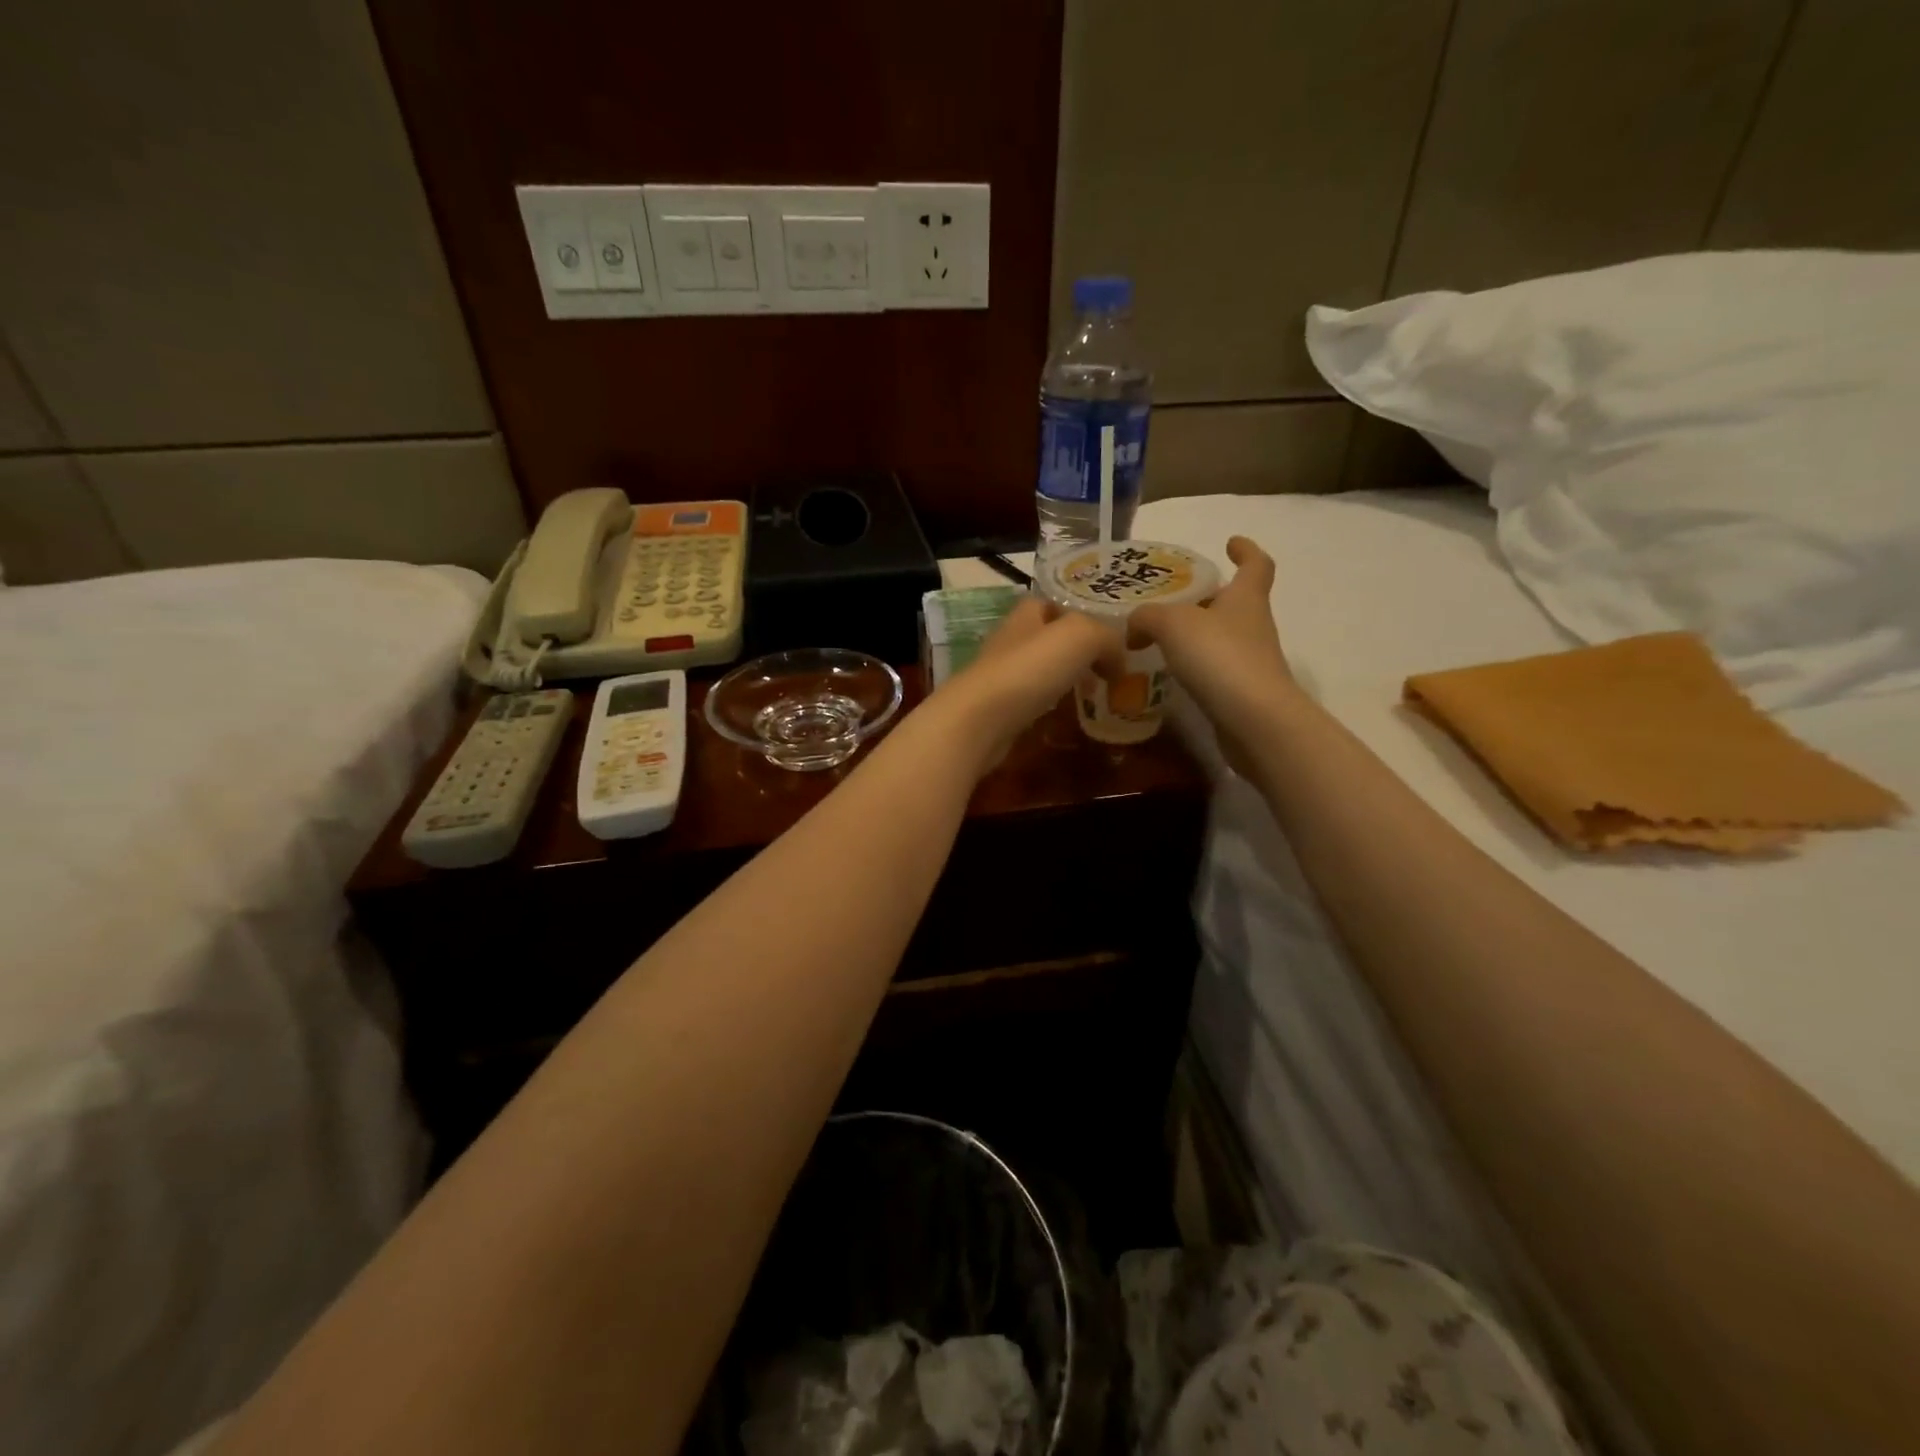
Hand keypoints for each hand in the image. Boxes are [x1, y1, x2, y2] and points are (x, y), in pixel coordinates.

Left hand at [932, 595, 1122, 769]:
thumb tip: (1119, 660)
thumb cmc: (1029, 669)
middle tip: (1108, 669)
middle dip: (1076, 650)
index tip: (1107, 634)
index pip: (1051, 603)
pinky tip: (1066, 714)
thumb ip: (1106, 638)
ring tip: (1094, 693)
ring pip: (1039, 669)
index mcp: (1026, 614)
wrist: (979, 720)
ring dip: (1065, 678)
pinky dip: (1050, 703)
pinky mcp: (997, 709)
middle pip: (1047, 638)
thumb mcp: (1081, 636)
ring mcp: (1001, 676)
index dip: (1079, 613)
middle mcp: (1011, 640)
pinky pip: (1031, 699)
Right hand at [1131, 537, 1296, 752]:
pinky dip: (1194, 665)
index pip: (1256, 564)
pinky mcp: (1242, 691)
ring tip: (1159, 637)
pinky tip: (1169, 672)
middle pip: (1235, 602)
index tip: (1231, 543)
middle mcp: (1254, 625)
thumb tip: (1134, 626)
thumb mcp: (1172, 624)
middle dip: (1209, 597)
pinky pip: (1215, 668)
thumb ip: (1147, 617)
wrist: (1254, 720)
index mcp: (1246, 597)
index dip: (1246, 550)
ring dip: (1198, 634)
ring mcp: (1251, 660)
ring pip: (1223, 636)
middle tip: (1173, 599)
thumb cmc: (1219, 657)